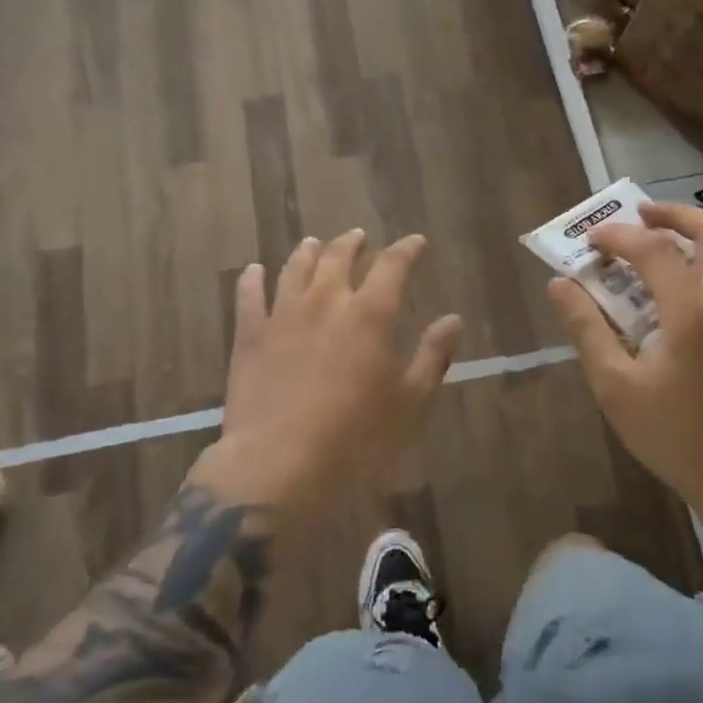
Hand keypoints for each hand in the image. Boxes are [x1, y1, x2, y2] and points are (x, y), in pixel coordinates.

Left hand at [196, 231, 462, 512]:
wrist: (278, 463)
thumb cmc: (356, 437)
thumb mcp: (410, 402)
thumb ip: (433, 356)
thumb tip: (453, 320)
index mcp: (370, 314)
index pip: (393, 265)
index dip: (407, 250)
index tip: (416, 242)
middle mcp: (326, 301)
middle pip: (339, 256)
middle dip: (353, 243)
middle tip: (360, 239)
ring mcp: (283, 314)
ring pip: (295, 267)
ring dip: (308, 252)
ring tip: (314, 243)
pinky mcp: (250, 335)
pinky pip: (249, 295)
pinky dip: (252, 279)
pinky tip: (254, 271)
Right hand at [548, 201, 702, 510]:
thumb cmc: (673, 434)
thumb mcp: (615, 385)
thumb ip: (587, 328)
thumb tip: (560, 284)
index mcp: (692, 311)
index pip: (651, 249)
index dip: (616, 237)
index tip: (589, 244)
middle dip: (670, 214)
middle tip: (638, 214)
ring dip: (702, 231)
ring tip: (670, 236)